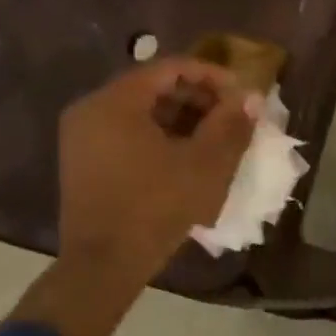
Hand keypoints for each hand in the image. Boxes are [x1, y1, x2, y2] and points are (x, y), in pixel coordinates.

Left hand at [57, 58, 257, 282]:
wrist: (102, 268)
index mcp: (115, 102)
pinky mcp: (85, 160)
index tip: (241, 94)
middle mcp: (92, 109)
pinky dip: (160, 133)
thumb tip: (252, 98)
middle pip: (154, 86)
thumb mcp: (204, 164)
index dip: (212, 76)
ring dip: (182, 116)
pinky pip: (128, 130)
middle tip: (232, 116)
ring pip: (142, 109)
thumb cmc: (155, 207)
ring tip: (216, 135)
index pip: (171, 68)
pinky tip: (188, 153)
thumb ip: (230, 124)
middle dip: (199, 97)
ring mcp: (83, 136)